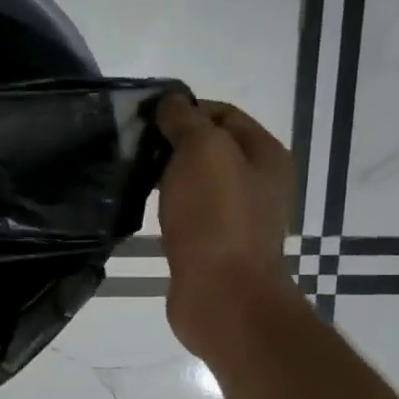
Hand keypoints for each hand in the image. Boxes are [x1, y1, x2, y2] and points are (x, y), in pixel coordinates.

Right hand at [155, 93, 293, 356]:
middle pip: (210, 149)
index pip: (223, 113)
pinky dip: (166, 207)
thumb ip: (187, 121)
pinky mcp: (214, 247)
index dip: (185, 108)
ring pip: (196, 183)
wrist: (223, 296)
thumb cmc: (216, 218)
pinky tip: (143, 211)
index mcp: (266, 155)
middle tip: (133, 147)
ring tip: (132, 176)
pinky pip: (188, 214)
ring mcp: (238, 218)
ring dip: (167, 177)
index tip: (144, 117)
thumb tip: (170, 103)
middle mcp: (258, 184)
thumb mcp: (202, 152)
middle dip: (172, 143)